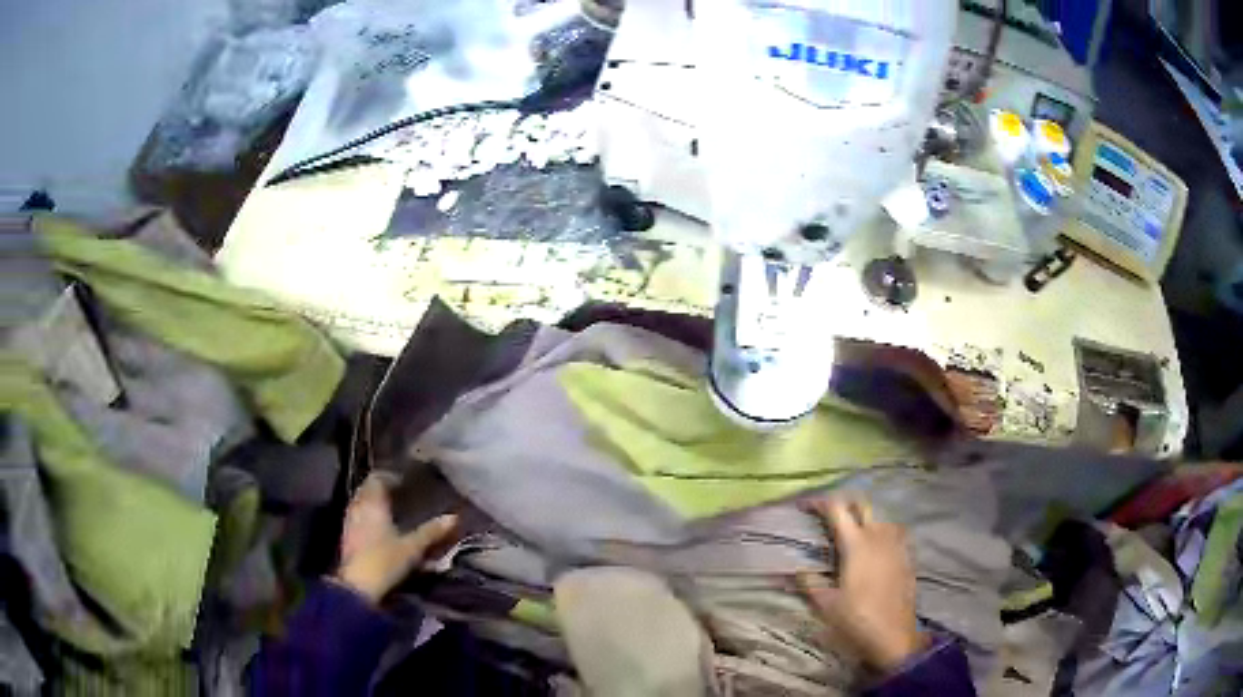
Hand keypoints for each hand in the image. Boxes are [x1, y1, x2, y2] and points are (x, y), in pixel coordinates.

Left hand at [334, 474, 457, 602]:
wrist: (357, 587)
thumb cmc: (385, 561)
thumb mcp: (413, 547)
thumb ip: (432, 531)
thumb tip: (454, 517)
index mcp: (372, 502)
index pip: (377, 478)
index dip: (390, 477)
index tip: (405, 481)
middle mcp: (358, 507)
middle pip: (368, 490)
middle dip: (382, 491)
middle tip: (400, 496)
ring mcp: (350, 523)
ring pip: (362, 505)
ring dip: (375, 505)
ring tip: (392, 513)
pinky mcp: (347, 539)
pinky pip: (358, 519)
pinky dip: (369, 519)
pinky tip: (380, 530)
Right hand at [797, 497, 927, 673]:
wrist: (893, 635)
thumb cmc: (856, 619)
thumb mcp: (825, 604)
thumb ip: (809, 582)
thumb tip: (797, 569)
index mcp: (855, 543)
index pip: (837, 509)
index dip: (819, 502)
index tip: (805, 506)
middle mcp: (878, 535)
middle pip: (862, 504)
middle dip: (844, 502)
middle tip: (828, 512)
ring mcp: (896, 543)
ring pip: (880, 516)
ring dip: (864, 516)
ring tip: (851, 528)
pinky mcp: (907, 555)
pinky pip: (894, 531)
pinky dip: (881, 530)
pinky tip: (875, 544)